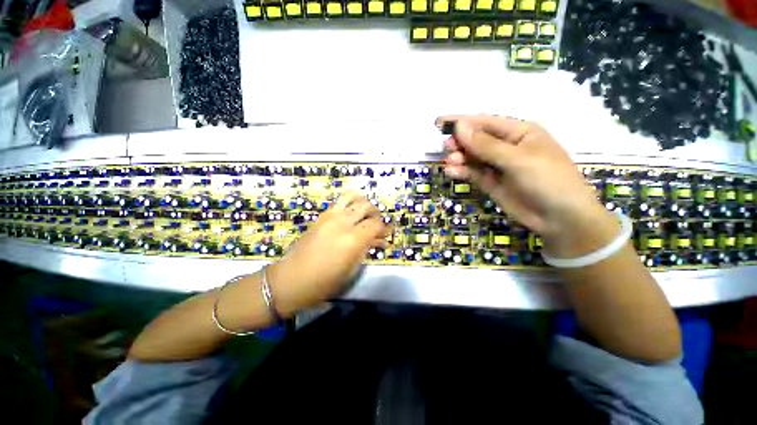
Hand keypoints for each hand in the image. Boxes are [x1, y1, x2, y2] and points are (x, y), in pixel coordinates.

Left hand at [267, 191, 388, 315]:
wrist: (291, 279)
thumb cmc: (324, 282)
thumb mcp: (351, 269)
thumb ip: (366, 249)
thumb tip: (377, 240)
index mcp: (353, 239)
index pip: (376, 224)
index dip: (385, 228)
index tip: (387, 234)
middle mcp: (343, 222)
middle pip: (366, 207)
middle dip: (376, 214)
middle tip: (377, 225)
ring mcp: (330, 216)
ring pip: (352, 197)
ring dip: (362, 203)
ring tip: (365, 214)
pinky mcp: (321, 216)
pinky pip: (339, 203)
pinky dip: (350, 204)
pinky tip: (351, 215)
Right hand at [439, 114, 619, 257]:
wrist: (560, 219)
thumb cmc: (548, 180)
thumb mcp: (518, 159)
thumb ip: (486, 145)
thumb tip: (460, 127)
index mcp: (519, 132)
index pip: (485, 122)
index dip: (462, 121)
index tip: (439, 123)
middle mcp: (507, 147)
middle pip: (477, 140)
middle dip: (460, 142)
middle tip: (446, 147)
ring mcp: (498, 166)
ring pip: (473, 157)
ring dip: (459, 158)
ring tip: (450, 162)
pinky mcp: (492, 182)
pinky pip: (474, 173)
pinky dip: (462, 172)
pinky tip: (452, 172)